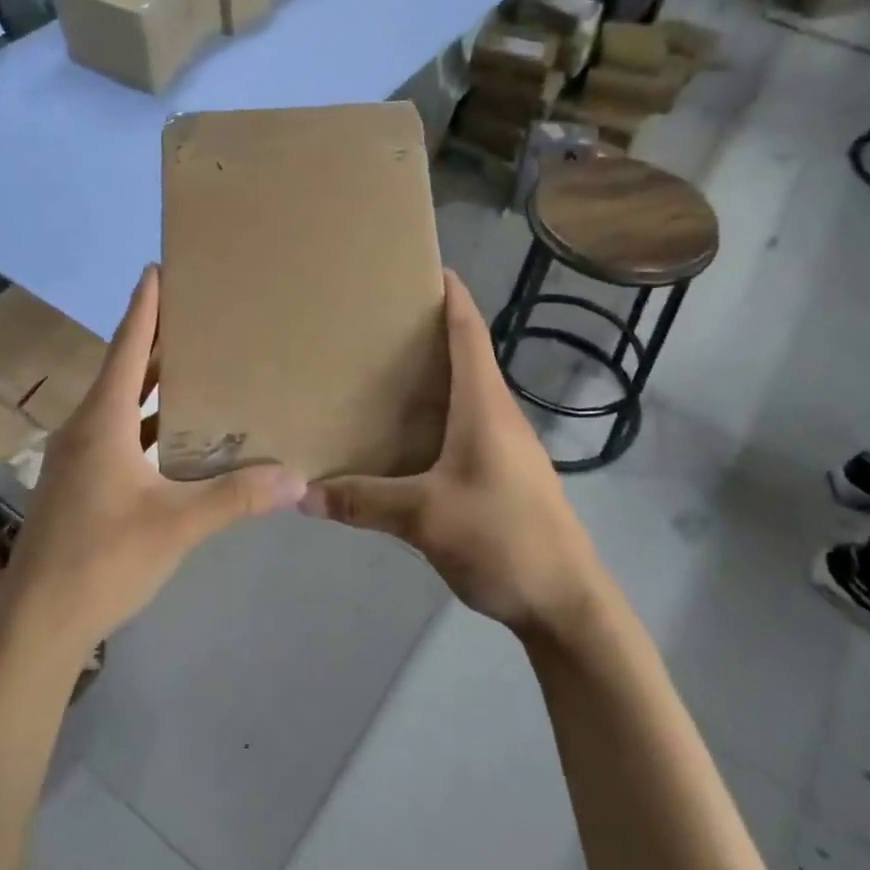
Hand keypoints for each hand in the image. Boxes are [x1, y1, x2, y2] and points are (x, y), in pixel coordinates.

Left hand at [0, 266, 307, 661]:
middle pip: (124, 369)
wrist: (37, 623)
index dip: (144, 307)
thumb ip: (236, 498)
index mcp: (103, 422)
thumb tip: (296, 477)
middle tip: (195, 312)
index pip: (127, 347)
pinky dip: (146, 422)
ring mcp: (78, 457)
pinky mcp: (79, 483)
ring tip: (194, 364)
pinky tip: (175, 434)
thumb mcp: (177, 525)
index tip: (158, 268)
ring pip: (120, 404)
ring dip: (152, 383)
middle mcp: (86, 428)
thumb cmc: (102, 559)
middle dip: (156, 339)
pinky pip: (117, 433)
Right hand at [300, 270, 601, 638]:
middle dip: (428, 332)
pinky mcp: (504, 475)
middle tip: (377, 320)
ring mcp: (506, 446)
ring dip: (432, 377)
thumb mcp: (425, 517)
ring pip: (464, 395)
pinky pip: (464, 428)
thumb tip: (301, 494)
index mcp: (485, 405)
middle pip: (465, 356)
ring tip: (381, 371)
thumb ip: (364, 500)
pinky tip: (405, 436)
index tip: (426, 266)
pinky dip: (435, 416)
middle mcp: (499, 414)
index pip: (470, 331)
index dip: (452, 295)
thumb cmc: (503, 538)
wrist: (567, 603)